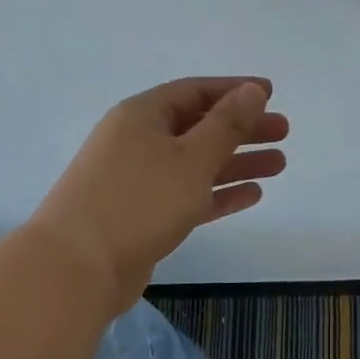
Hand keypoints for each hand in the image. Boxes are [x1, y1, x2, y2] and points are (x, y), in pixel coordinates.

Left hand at [33, 77, 288, 310]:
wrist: (76, 268)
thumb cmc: (138, 201)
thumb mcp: (192, 157)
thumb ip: (227, 124)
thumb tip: (252, 91)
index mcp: (143, 115)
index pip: (195, 91)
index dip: (234, 90)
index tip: (269, 93)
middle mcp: (138, 141)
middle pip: (199, 126)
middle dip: (242, 129)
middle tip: (283, 132)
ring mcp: (138, 180)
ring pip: (196, 163)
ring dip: (236, 162)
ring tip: (279, 164)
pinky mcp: (142, 216)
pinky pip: (188, 195)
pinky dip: (218, 193)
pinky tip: (252, 195)